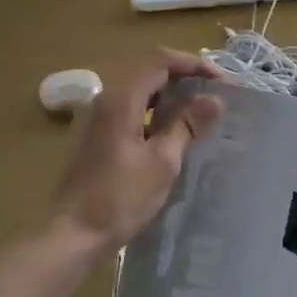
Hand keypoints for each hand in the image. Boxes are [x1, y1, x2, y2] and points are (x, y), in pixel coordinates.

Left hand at [49, 51, 223, 254]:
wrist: (74, 234)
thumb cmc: (120, 198)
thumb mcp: (162, 161)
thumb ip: (187, 125)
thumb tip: (214, 99)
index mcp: (121, 99)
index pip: (160, 61)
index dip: (194, 65)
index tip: (223, 82)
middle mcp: (106, 100)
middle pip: (148, 71)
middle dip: (184, 76)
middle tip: (215, 93)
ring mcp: (98, 118)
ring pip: (140, 91)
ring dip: (170, 94)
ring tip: (201, 110)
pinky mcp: (97, 137)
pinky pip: (132, 110)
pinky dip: (156, 111)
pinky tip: (174, 131)